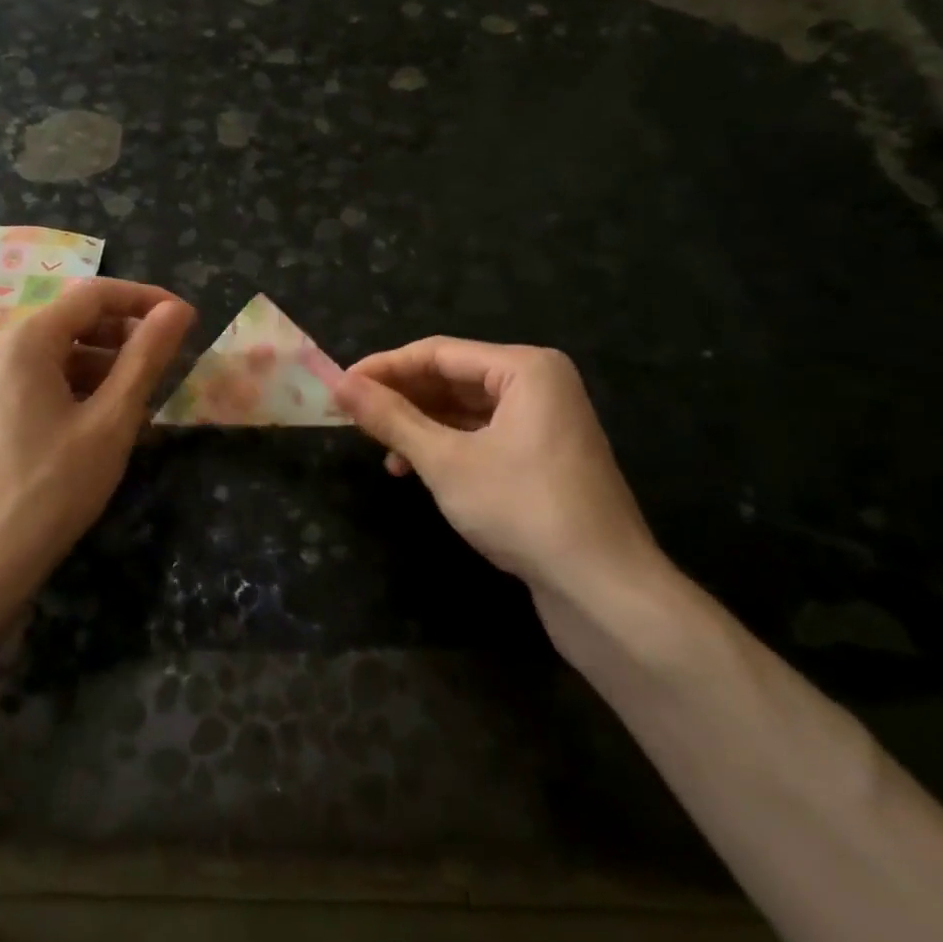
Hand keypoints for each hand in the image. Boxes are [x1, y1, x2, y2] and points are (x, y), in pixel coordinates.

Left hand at [0, 280, 194, 604]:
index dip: (147, 300)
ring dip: (111, 367)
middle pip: (78, 321)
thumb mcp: (111, 421)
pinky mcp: (0, 419)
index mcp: (30, 340)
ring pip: (66, 356)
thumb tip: (178, 310)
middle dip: (129, 334)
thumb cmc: (50, 487)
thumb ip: (145, 359)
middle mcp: (9, 353)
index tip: (189, 321)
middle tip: (171, 365)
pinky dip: (87, 392)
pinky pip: (51, 385)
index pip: (97, 294)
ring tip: (145, 401)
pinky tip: (109, 426)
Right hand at [335, 339, 672, 615]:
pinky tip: (414, 470)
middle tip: (353, 416)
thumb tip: (340, 385)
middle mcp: (538, 385)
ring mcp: (544, 422)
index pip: (438, 353)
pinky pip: (483, 435)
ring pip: (465, 410)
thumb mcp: (445, 461)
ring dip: (420, 425)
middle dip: (402, 397)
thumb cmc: (522, 509)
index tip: (339, 386)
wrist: (603, 588)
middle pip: (453, 377)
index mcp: (525, 369)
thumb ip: (391, 419)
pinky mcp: (542, 457)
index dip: (384, 367)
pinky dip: (446, 447)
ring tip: (380, 448)